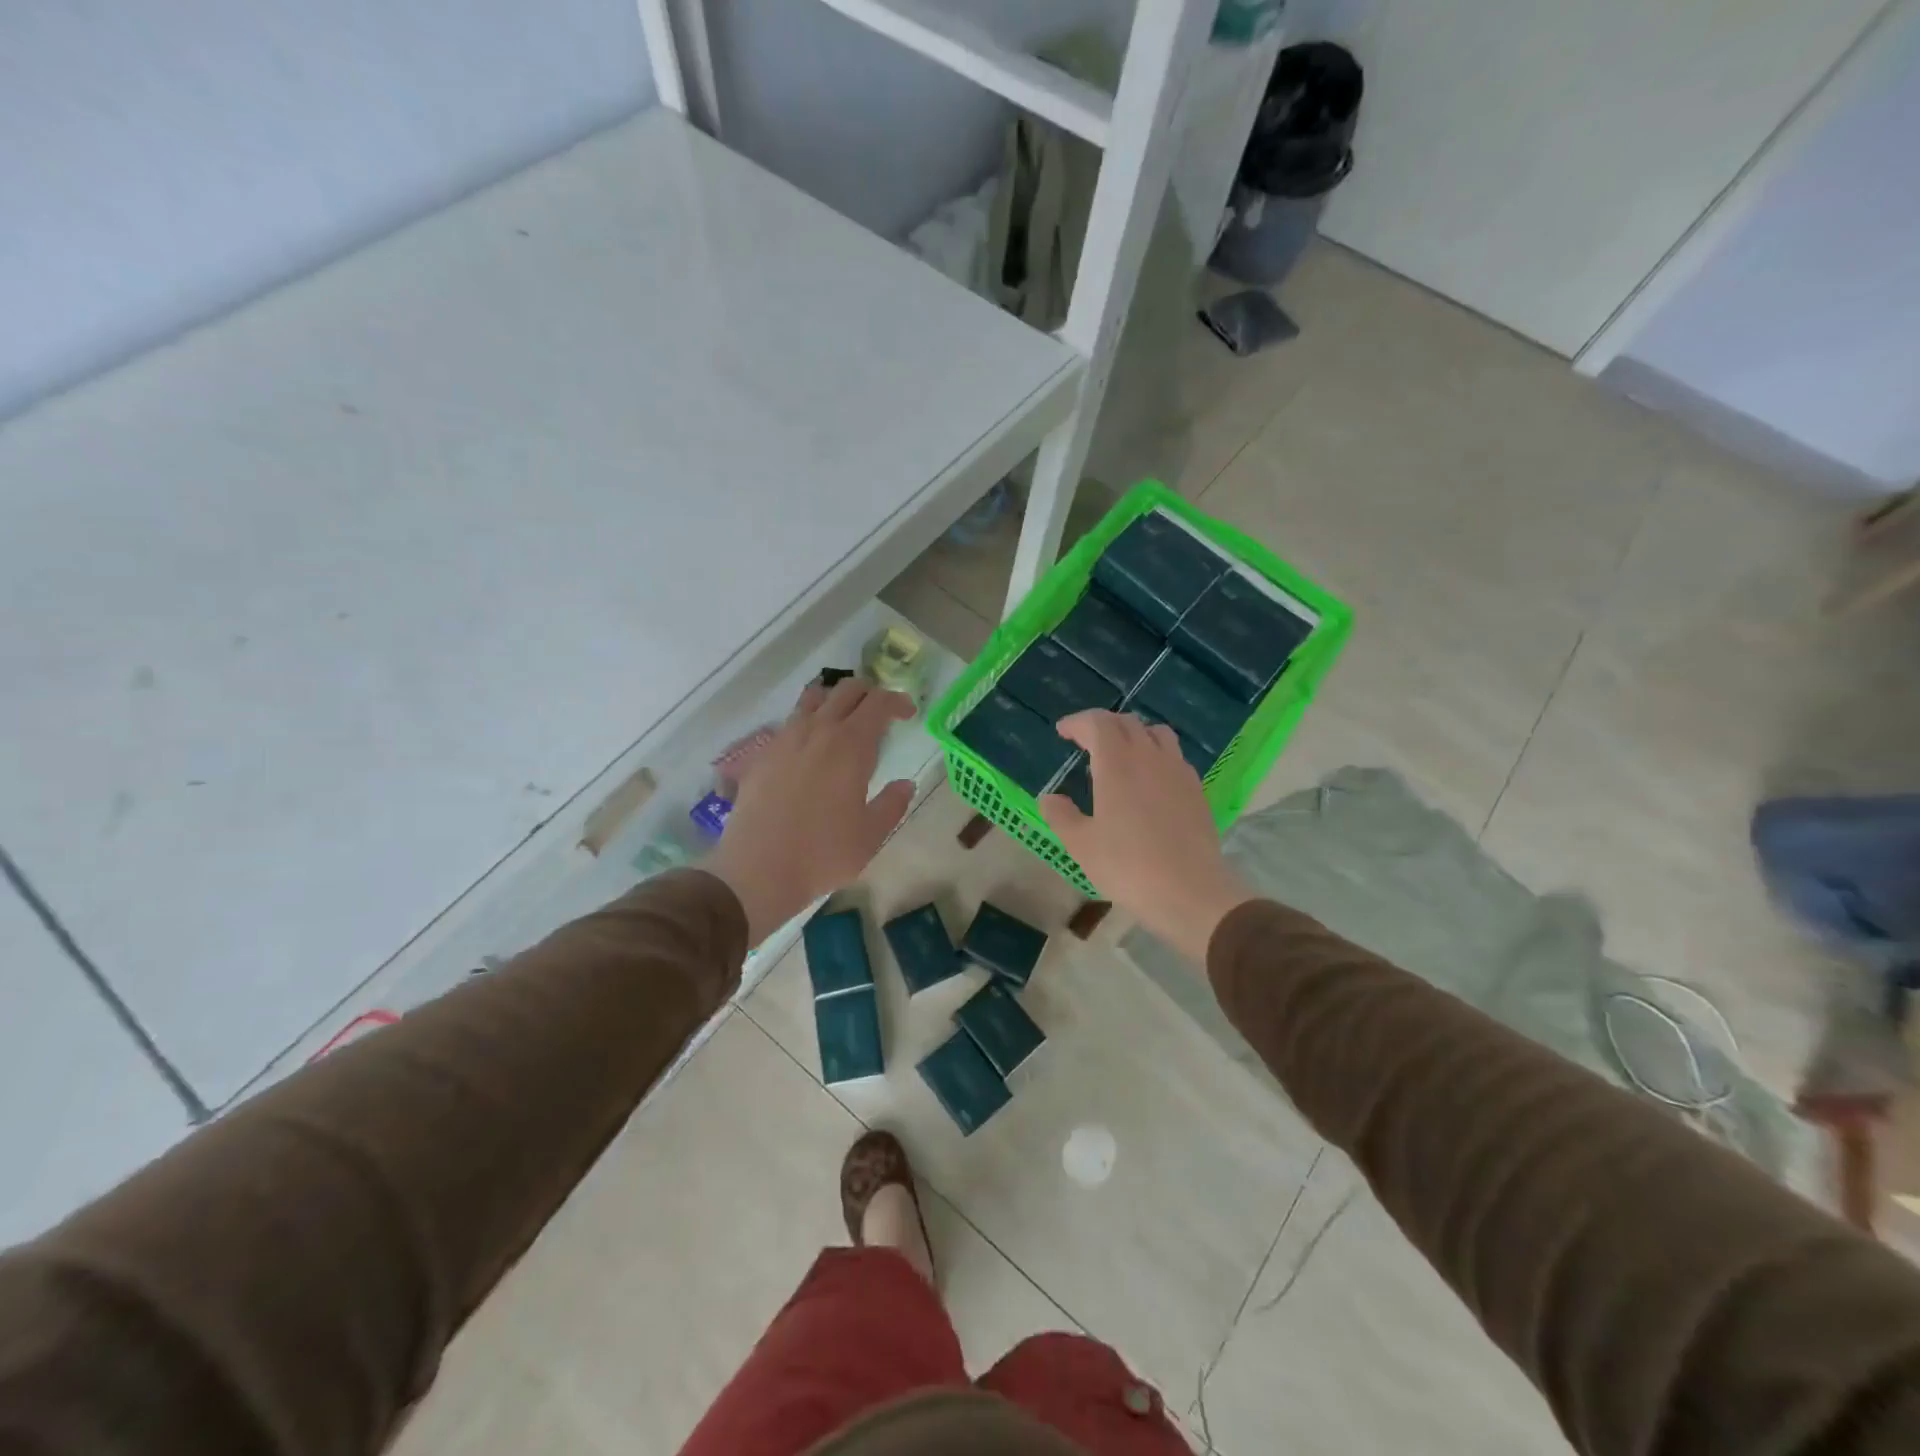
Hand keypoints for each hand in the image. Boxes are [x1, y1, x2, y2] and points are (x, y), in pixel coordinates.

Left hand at [705, 679, 915, 944]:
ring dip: (835, 701)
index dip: (897, 702)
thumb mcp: (871, 836)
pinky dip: (808, 722)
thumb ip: (892, 804)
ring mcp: (785, 739)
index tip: (908, 714)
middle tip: (880, 715)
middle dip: (869, 694)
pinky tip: (810, 749)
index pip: (878, 702)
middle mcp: (818, 731)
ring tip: (844, 723)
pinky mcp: (763, 754)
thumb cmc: (823, 854)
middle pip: (846, 690)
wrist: (758, 870)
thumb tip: (905, 784)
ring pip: (813, 698)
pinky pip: (789, 722)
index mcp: (850, 746)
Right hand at [1039, 710, 1253, 964]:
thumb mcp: (1081, 845)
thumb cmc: (1127, 866)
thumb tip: (1049, 798)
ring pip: (1156, 733)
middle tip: (1085, 742)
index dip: (1077, 722)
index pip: (1097, 723)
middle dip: (1102, 725)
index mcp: (1117, 763)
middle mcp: (1149, 757)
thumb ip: (1061, 815)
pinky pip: (1174, 756)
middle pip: (1126, 722)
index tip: (1063, 732)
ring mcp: (1177, 770)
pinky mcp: (1196, 789)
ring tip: (1121, 753)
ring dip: (1134, 734)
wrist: (1189, 891)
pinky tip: (1149, 779)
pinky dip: (1156, 754)